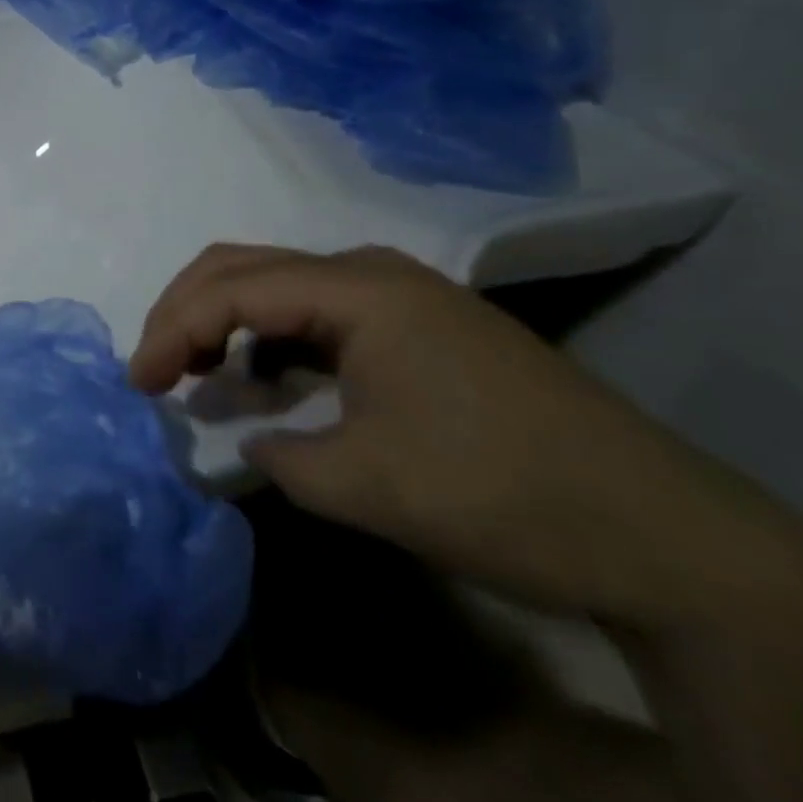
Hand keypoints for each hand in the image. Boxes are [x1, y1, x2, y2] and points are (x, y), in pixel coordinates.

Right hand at [130, 245, 802, 632]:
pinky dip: (269, 336)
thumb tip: (246, 437)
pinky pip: (314, 310)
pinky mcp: (414, 324)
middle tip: (152, 367)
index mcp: (357, 288)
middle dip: (184, 311)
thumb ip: (276, 452)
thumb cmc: (501, 493)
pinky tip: (262, 377)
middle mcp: (370, 271)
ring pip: (277, 282)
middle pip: (244, 266)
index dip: (171, 329)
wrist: (665, 535)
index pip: (232, 289)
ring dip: (224, 319)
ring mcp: (397, 294)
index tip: (137, 382)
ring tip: (196, 373)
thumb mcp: (366, 485)